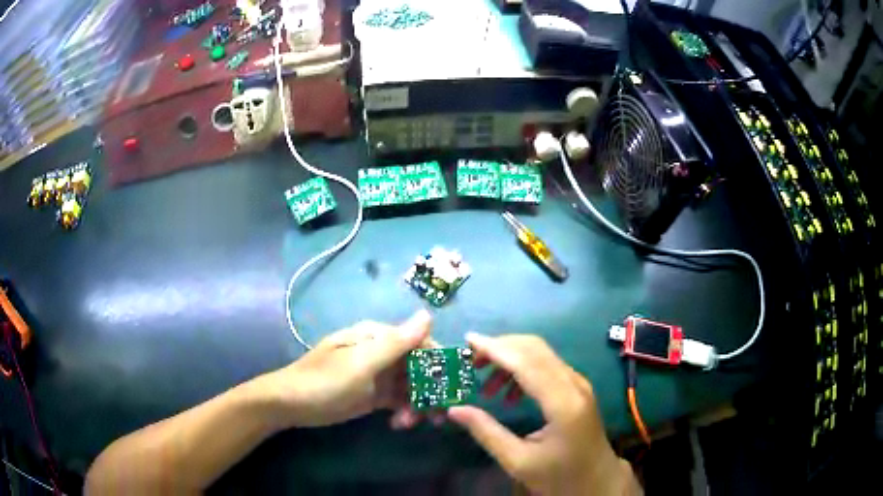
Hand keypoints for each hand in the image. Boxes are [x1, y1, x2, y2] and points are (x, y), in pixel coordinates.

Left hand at [256, 310, 432, 428]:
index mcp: (378, 336)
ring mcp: (377, 375)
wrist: (290, 404)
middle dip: (430, 390)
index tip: (453, 387)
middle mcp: (381, 352)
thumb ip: (396, 343)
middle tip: (437, 415)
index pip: (420, 343)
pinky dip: (404, 411)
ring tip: (410, 424)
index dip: (440, 363)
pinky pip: (398, 400)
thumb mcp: (361, 364)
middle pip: (418, 367)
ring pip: (411, 386)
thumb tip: (428, 315)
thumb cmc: (324, 382)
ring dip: (417, 404)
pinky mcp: (373, 395)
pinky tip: (399, 425)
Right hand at [448, 334, 640, 495]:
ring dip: (511, 359)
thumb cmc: (558, 476)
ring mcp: (578, 384)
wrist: (597, 479)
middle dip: (501, 347)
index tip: (468, 340)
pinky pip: (548, 366)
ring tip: (486, 385)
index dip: (496, 348)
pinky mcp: (577, 388)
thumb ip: (487, 432)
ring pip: (542, 355)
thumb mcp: (518, 461)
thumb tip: (455, 409)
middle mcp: (574, 385)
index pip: (526, 363)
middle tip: (470, 361)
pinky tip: (509, 394)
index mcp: (562, 404)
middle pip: (535, 349)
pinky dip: (523, 369)